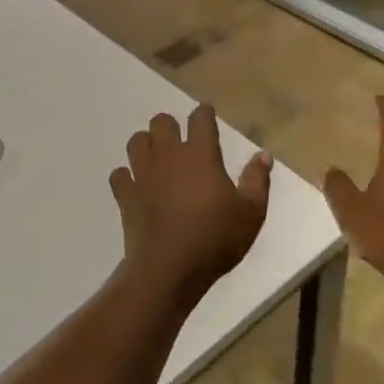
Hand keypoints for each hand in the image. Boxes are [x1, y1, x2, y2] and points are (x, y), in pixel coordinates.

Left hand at [111, 103, 271, 306]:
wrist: (169, 270)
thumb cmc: (215, 239)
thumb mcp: (251, 212)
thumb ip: (257, 180)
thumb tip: (263, 154)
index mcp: (200, 154)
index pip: (200, 118)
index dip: (204, 113)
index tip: (206, 115)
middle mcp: (169, 156)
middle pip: (161, 122)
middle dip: (170, 126)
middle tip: (182, 143)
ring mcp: (143, 174)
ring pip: (136, 142)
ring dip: (146, 145)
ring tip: (158, 160)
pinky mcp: (125, 196)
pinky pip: (119, 174)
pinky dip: (126, 176)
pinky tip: (137, 186)